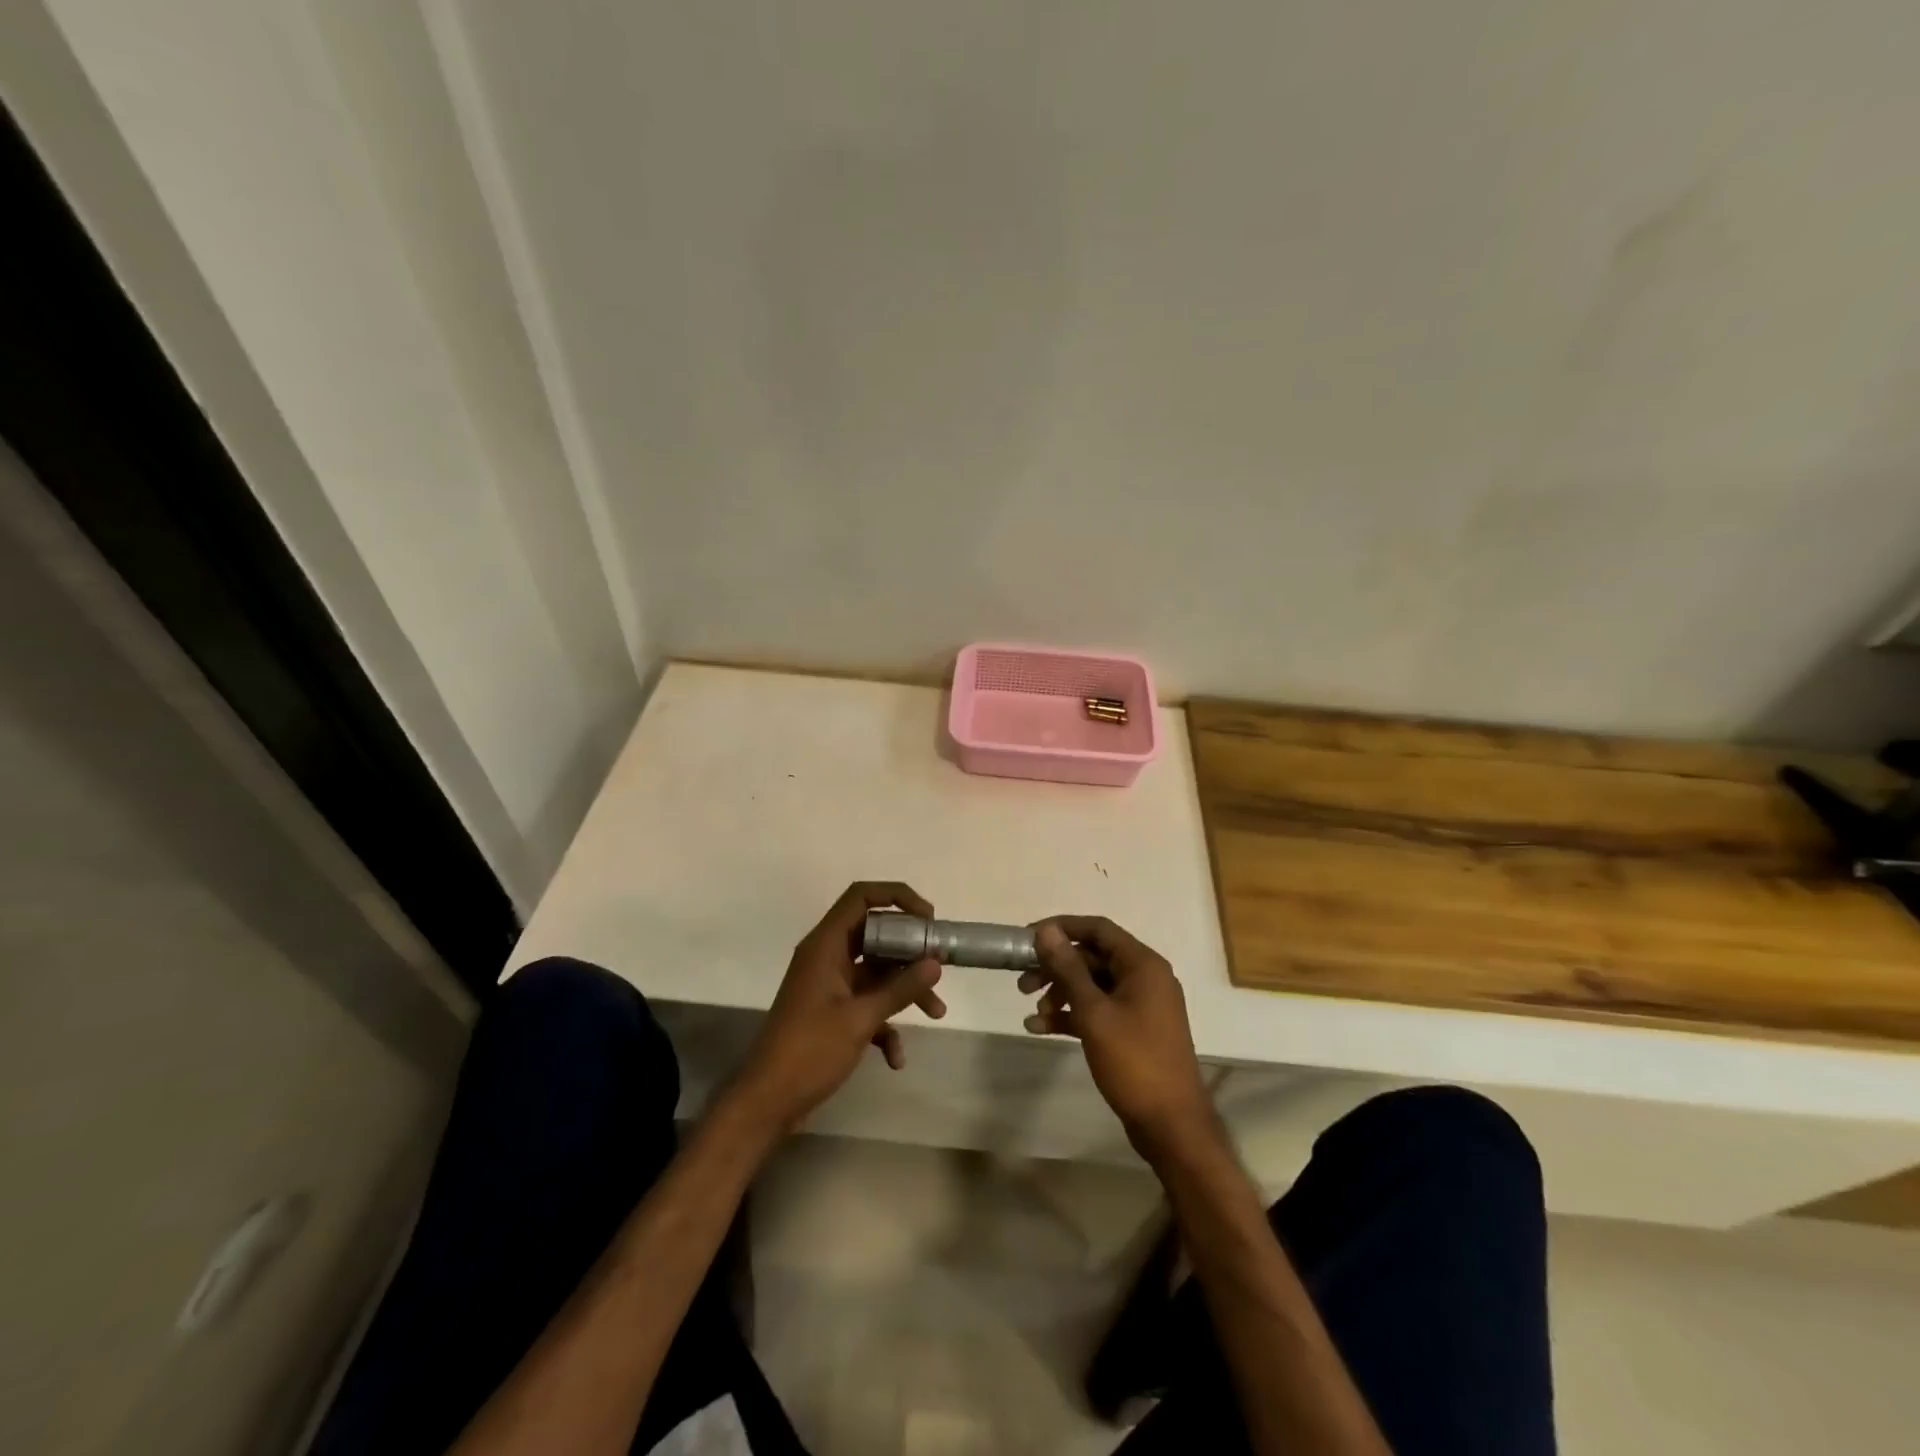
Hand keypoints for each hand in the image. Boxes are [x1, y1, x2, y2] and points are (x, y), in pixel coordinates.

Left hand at [727, 882, 945, 1136]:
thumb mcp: (860, 1019)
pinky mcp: (831, 1012)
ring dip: (905, 990)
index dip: (897, 897)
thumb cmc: (809, 1051)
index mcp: (826, 945)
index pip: (861, 896)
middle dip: (910, 950)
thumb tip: (935, 962)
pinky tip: (896, 1058)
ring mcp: (829, 985)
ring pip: (876, 972)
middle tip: (939, 964)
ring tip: (936, 1013)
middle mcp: (827, 957)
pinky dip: (885, 1024)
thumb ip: (900, 988)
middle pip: (875, 934)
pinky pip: (867, 1003)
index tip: (928, 919)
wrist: (766, 1102)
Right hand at [1020, 917, 1216, 1160]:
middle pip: (1093, 957)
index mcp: (1143, 965)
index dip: (1062, 928)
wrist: (1171, 1125)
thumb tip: (1047, 931)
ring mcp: (1141, 1005)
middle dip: (1056, 967)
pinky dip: (1072, 1015)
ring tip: (1033, 1011)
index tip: (1028, 938)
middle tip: (1023, 983)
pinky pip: (1099, 1010)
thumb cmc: (1134, 1061)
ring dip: (1061, 993)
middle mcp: (1145, 977)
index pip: (1098, 929)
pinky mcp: (1134, 1030)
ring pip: (1093, 985)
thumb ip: (1069, 968)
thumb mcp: (1094, 1012)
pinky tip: (1041, 1028)